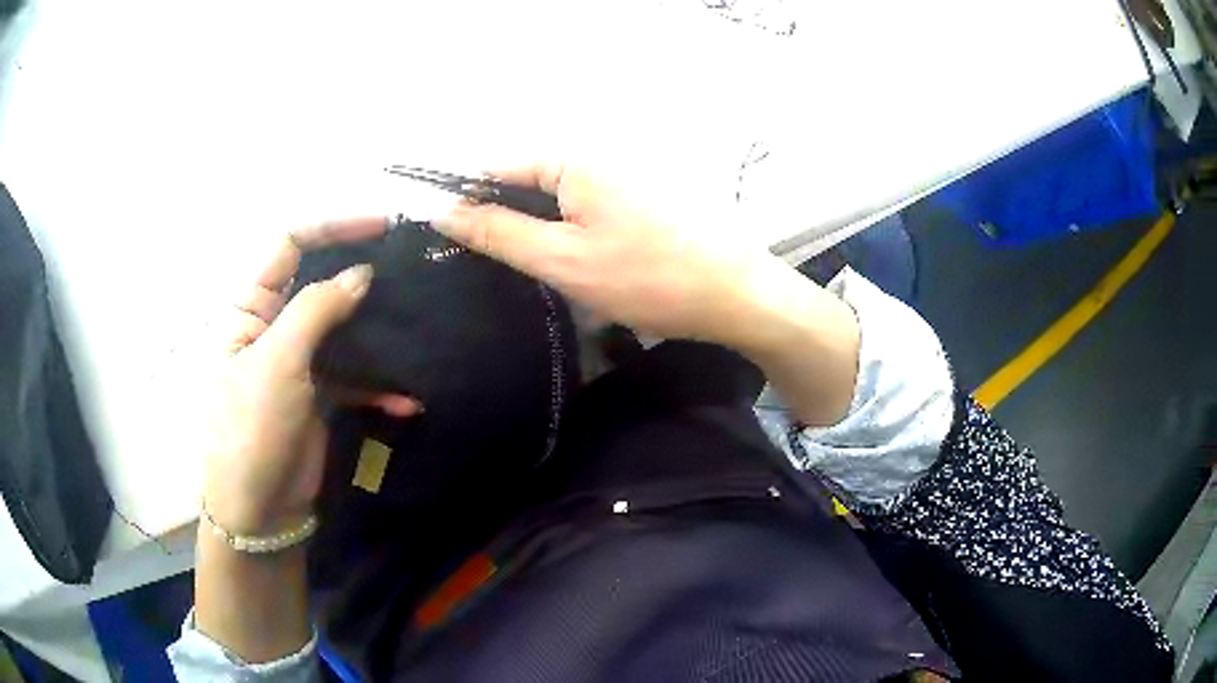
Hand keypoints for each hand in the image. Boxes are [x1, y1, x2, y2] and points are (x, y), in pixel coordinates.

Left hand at [203, 217, 420, 535]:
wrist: (259, 509)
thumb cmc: (251, 428)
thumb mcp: (277, 362)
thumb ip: (317, 310)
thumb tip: (361, 272)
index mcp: (250, 308)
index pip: (289, 246)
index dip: (331, 228)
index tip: (380, 226)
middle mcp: (274, 326)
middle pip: (319, 282)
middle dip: (360, 274)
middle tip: (409, 268)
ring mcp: (299, 362)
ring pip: (342, 328)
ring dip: (376, 330)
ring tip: (417, 326)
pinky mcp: (319, 394)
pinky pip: (353, 376)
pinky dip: (378, 386)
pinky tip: (405, 400)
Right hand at [433, 163, 860, 426]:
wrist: (737, 295)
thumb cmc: (647, 277)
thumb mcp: (561, 259)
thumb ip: (496, 232)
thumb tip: (442, 210)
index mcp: (572, 156)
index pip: (496, 167)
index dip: (467, 203)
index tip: (449, 244)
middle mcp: (596, 151)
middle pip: (525, 180)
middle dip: (504, 219)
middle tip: (498, 268)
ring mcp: (621, 172)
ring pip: (555, 197)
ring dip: (537, 229)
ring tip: (532, 269)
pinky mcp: (639, 194)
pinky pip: (584, 205)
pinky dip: (568, 230)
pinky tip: (572, 261)